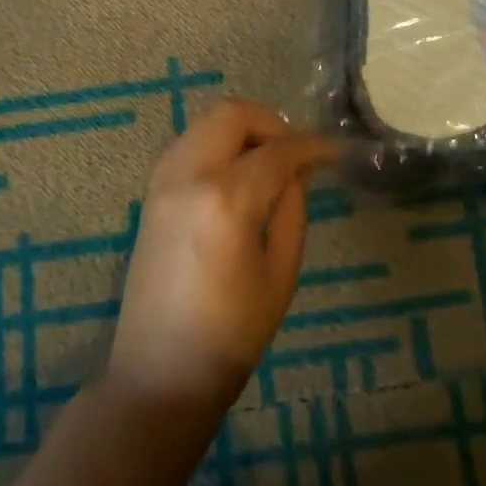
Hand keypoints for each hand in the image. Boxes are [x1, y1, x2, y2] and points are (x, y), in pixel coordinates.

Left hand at [110, 99, 336, 411]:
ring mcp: (162, 181)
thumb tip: (297, 171)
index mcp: (227, 199)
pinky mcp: (150, 194)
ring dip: (241, 129)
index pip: (277, 151)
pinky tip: (237, 174)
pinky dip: (216, 143)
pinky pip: (187, 144)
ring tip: (269, 160)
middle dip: (270, 122)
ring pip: (204, 122)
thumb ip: (291, 209)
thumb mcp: (281, 272)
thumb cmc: (232, 333)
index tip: (334, 154)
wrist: (160, 371)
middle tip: (295, 152)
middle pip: (231, 113)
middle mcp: (189, 176)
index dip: (312, 147)